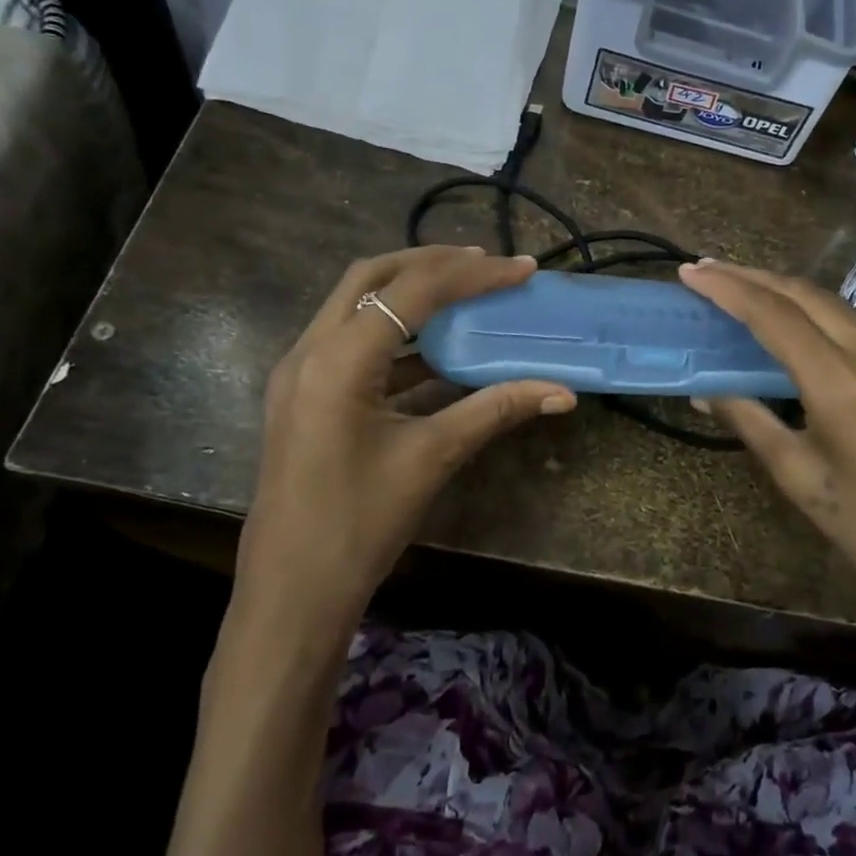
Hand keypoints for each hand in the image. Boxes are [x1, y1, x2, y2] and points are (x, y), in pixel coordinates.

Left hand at [233, 246, 574, 631]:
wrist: (292, 592)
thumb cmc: (360, 524)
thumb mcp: (433, 458)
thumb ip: (496, 410)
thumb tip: (563, 392)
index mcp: (338, 360)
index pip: (412, 292)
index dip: (472, 275)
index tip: (521, 269)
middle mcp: (309, 351)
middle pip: (371, 278)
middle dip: (430, 263)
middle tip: (485, 265)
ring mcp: (299, 372)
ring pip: (355, 306)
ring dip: (408, 294)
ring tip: (464, 292)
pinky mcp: (303, 395)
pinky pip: (351, 343)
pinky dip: (394, 335)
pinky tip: (436, 351)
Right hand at [678, 260, 855, 662]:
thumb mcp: (802, 481)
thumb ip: (752, 424)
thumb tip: (707, 393)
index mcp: (844, 386)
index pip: (776, 317)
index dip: (729, 289)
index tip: (691, 272)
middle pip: (808, 296)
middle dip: (754, 277)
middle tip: (709, 270)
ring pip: (838, 308)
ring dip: (787, 293)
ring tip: (744, 290)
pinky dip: (819, 318)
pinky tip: (798, 330)